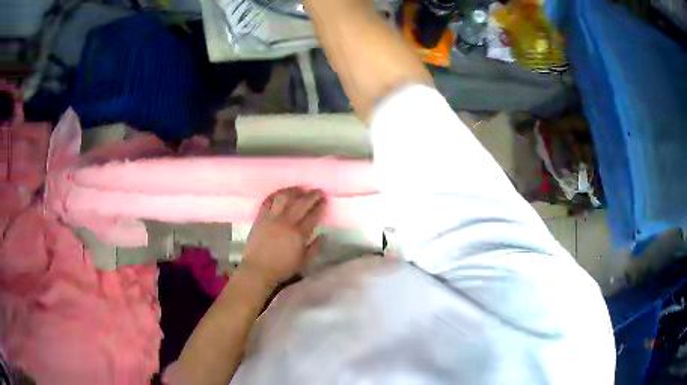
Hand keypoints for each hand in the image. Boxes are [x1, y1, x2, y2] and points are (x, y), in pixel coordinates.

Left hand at [240, 187, 325, 288]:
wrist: (258, 269)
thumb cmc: (282, 268)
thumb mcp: (304, 261)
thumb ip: (315, 247)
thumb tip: (324, 235)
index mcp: (299, 233)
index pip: (313, 215)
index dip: (320, 206)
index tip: (325, 199)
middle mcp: (286, 221)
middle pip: (301, 203)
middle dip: (312, 195)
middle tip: (318, 191)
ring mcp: (272, 217)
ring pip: (284, 197)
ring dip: (294, 190)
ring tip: (300, 189)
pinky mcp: (260, 217)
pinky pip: (268, 201)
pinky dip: (276, 194)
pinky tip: (282, 193)